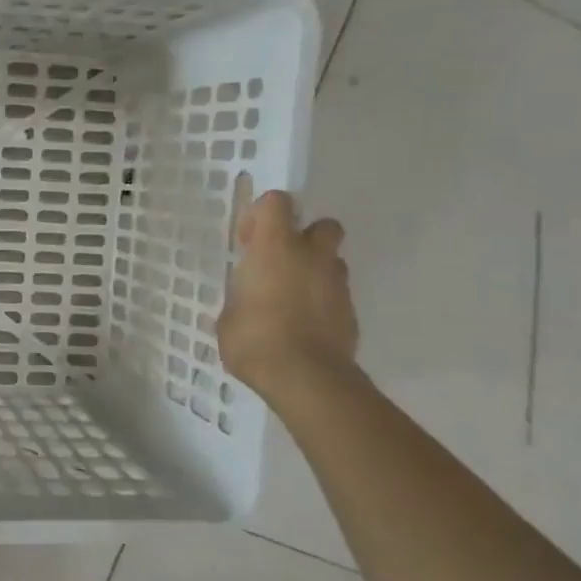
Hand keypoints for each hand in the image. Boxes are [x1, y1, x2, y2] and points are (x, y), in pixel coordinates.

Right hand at [218, 189, 359, 401]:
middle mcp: (311, 256)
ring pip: (332, 261)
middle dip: (305, 237)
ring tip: (290, 298)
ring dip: (315, 270)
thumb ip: (241, 297)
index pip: (277, 202)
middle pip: (322, 225)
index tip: (247, 241)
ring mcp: (337, 284)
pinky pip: (336, 294)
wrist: (305, 378)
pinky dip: (322, 302)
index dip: (261, 214)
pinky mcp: (351, 312)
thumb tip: (247, 300)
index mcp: (275, 248)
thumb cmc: (254, 339)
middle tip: (280, 262)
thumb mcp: (228, 315)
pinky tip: (302, 325)